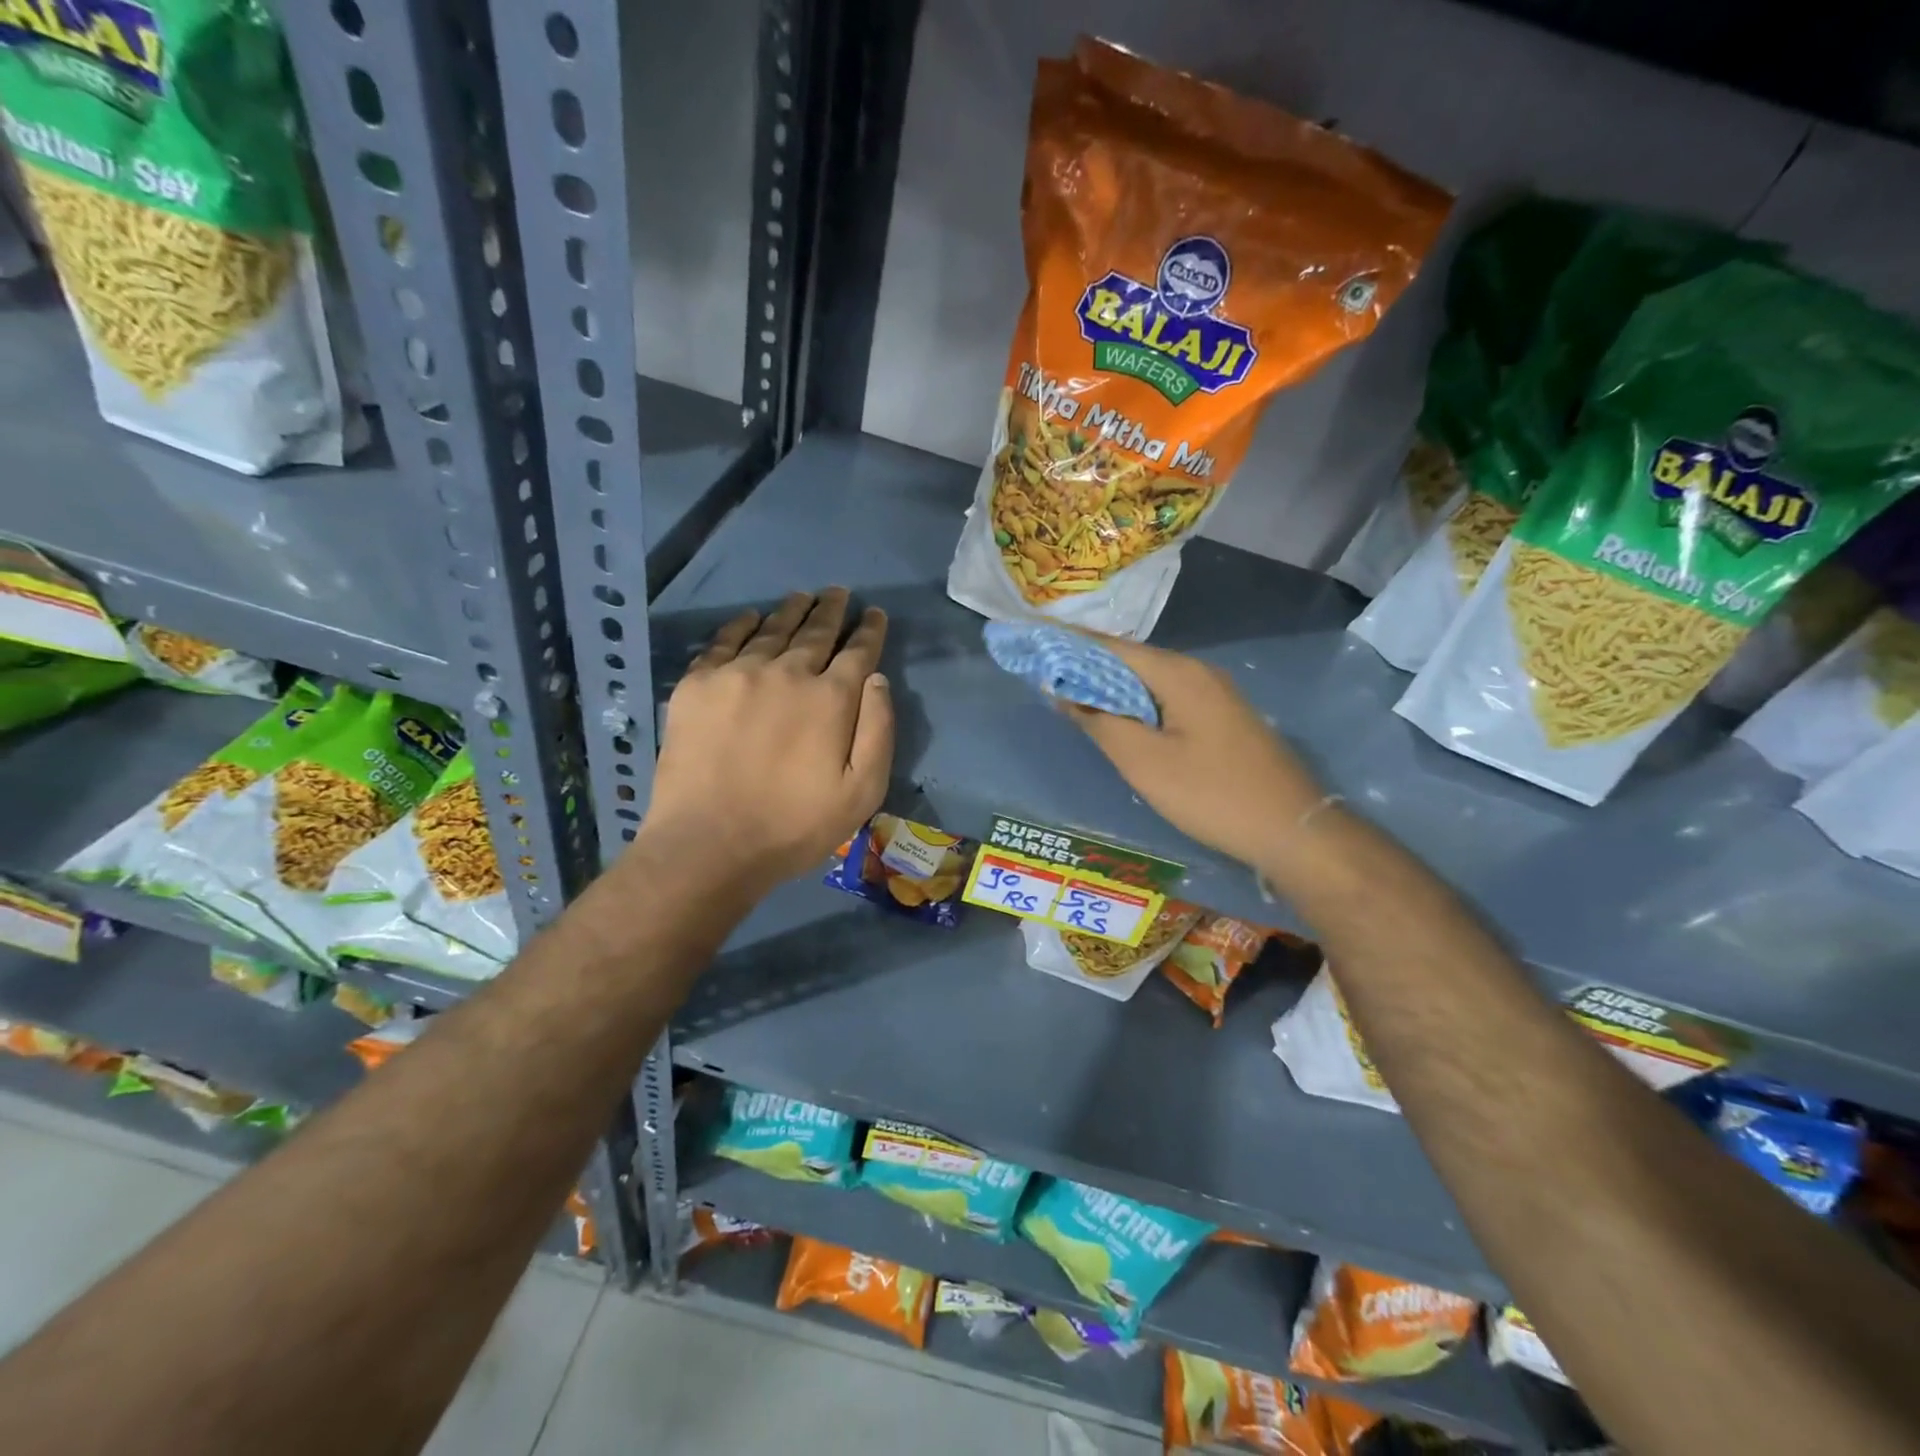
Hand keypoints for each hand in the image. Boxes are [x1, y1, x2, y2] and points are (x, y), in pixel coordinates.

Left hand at [640, 589, 891, 895]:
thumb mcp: (861, 792)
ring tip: (802, 597)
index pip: (858, 652)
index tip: (873, 613)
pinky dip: (742, 625)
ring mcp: (737, 674)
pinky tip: (751, 618)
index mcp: (830, 698)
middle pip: (815, 632)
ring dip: (791, 611)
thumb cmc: (794, 826)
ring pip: (771, 629)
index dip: (869, 630)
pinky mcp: (697, 685)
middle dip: (831, 610)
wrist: (708, 844)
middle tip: (838, 593)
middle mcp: (786, 673)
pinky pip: (723, 641)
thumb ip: (878, 731)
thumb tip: (877, 678)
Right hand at [1063, 636, 1321, 869]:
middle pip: (1132, 660)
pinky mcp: (1223, 718)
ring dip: (1112, 687)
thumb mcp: (1144, 762)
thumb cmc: (1211, 793)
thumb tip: (1064, 693)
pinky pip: (1168, 698)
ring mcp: (1215, 695)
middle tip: (1046, 676)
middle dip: (1088, 667)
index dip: (1071, 647)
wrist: (1292, 829)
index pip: (1113, 646)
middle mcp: (1198, 672)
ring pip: (1151, 681)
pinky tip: (1120, 720)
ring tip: (1073, 698)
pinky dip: (1137, 704)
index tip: (1035, 647)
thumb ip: (1100, 722)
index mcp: (1179, 673)